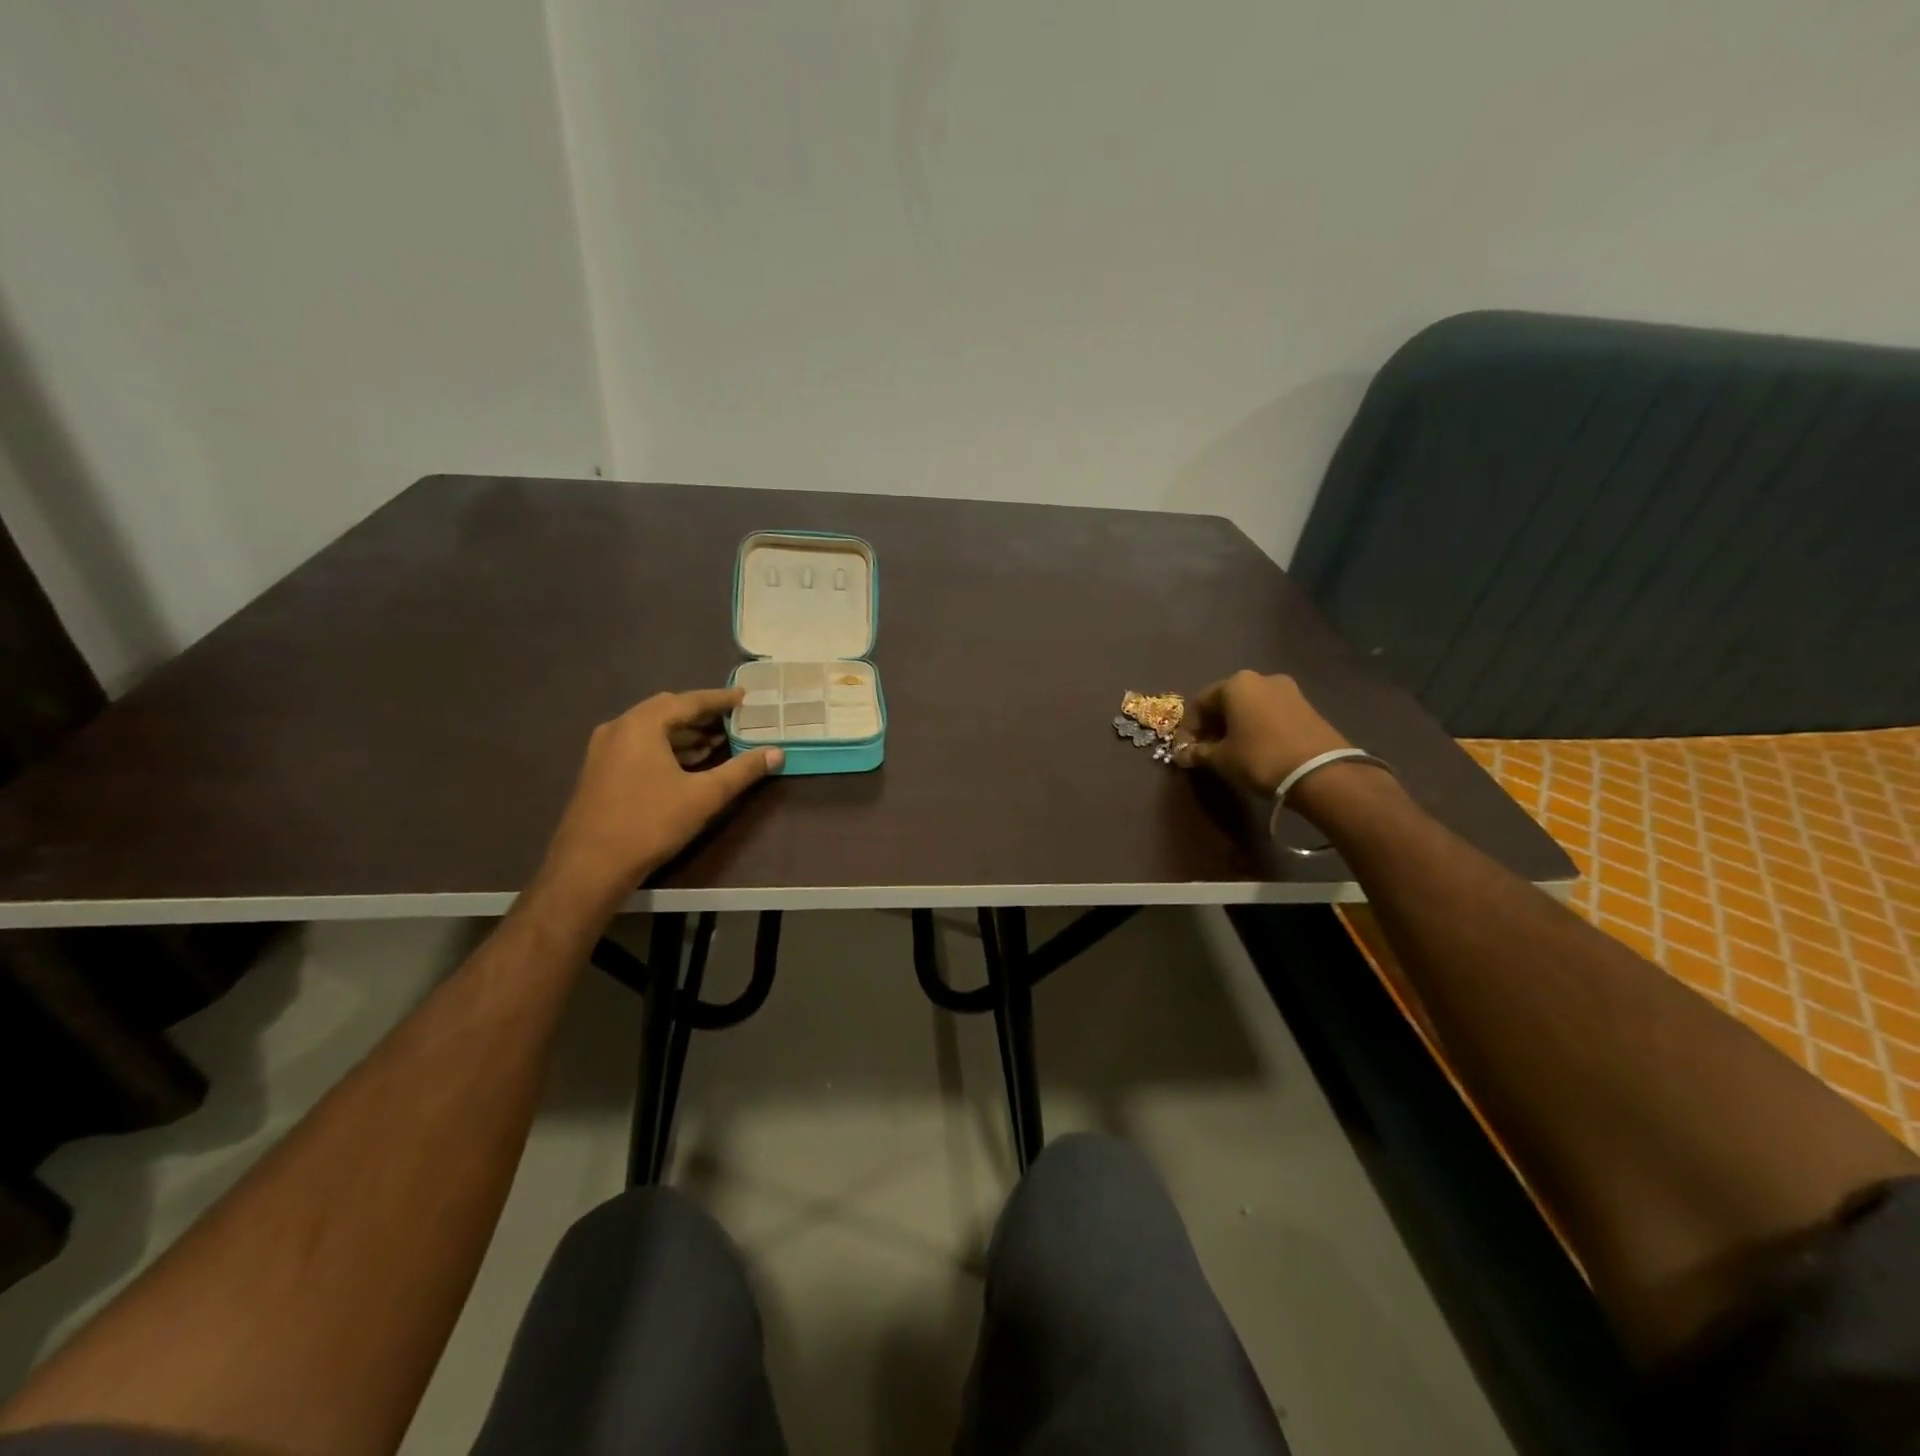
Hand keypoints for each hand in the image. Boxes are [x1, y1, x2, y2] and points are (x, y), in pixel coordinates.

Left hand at [541, 689, 781, 902]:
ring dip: (685, 732)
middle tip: (732, 718)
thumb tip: (776, 753)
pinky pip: (640, 745)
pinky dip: (667, 746)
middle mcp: (619, 728)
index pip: (688, 701)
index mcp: (641, 725)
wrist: (590, 866)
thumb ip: (742, 771)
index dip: (719, 699)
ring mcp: (605, 749)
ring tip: (718, 741)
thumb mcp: (704, 796)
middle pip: (667, 710)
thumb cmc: (650, 823)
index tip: (745, 697)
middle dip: (701, 714)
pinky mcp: (600, 770)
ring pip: (652, 729)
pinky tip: (688, 762)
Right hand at [1171, 671, 1351, 795]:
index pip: (1200, 703)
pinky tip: (1257, 749)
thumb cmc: (1260, 758)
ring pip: (1250, 707)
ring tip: (1232, 752)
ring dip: (1236, 726)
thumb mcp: (1222, 759)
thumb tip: (1182, 754)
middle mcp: (1262, 678)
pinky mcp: (1307, 707)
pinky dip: (1258, 727)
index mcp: (1236, 684)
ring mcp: (1288, 691)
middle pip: (1227, 701)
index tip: (1186, 750)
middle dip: (1213, 725)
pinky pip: (1271, 714)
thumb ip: (1199, 753)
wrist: (1321, 772)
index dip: (1189, 728)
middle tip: (1207, 751)